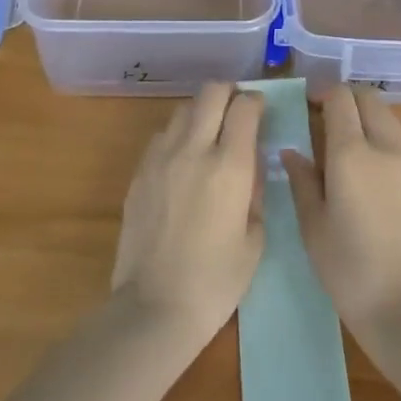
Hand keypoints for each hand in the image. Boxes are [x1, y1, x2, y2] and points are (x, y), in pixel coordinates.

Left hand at [112, 84, 265, 345]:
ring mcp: (161, 158)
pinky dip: (178, 135)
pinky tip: (183, 161)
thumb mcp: (254, 239)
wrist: (154, 307)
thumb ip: (254, 193)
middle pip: (211, 92)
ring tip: (209, 135)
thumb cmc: (216, 281)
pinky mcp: (139, 172)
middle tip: (237, 111)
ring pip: (183, 109)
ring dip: (201, 112)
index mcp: (229, 166)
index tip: (261, 112)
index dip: (257, 102)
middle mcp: (194, 149)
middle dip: (229, 93)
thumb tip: (249, 168)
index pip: (245, 107)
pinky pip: (162, 136)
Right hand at [284, 86, 400, 338]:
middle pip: (368, 98)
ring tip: (337, 138)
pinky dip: (377, 133)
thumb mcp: (313, 226)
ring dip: (363, 113)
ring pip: (386, 115)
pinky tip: (359, 162)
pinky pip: (395, 139)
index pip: (340, 98)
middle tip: (319, 115)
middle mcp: (383, 147)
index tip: (303, 104)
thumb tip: (292, 152)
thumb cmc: (349, 269)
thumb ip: (302, 181)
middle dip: (344, 96)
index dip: (320, 92)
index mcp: (351, 153)